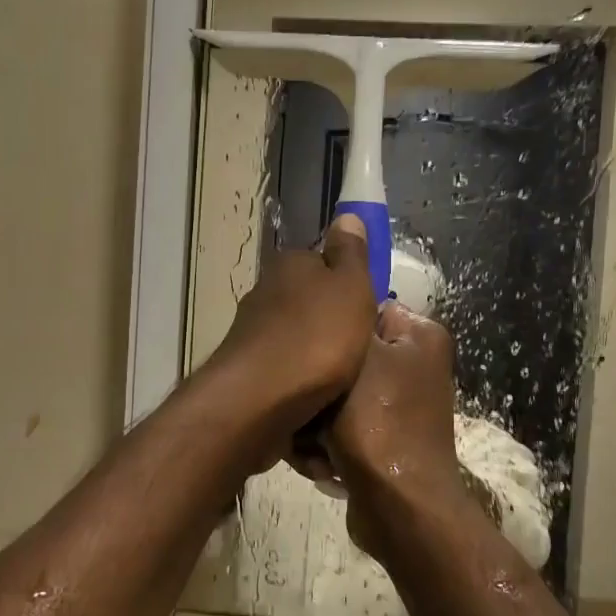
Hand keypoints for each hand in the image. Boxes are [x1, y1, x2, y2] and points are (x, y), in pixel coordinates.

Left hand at [204, 215, 375, 444]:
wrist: (260, 398)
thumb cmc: (317, 336)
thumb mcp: (350, 287)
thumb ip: (351, 254)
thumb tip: (347, 217)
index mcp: (289, 265)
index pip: (323, 263)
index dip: (348, 284)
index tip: (368, 310)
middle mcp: (264, 293)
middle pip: (308, 303)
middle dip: (331, 323)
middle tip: (362, 349)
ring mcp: (252, 334)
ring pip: (296, 339)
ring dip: (315, 355)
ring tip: (343, 380)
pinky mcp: (247, 372)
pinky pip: (284, 372)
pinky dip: (300, 382)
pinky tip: (317, 399)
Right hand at [323, 302, 469, 556]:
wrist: (399, 507)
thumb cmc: (377, 423)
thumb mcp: (355, 357)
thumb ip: (343, 323)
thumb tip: (329, 309)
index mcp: (419, 336)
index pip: (362, 310)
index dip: (328, 328)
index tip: (297, 347)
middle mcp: (412, 366)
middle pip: (343, 360)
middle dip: (316, 387)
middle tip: (298, 405)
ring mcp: (397, 407)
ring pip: (334, 398)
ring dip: (313, 423)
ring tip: (306, 444)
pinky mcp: (381, 441)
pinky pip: (341, 429)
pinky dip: (326, 445)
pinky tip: (319, 463)